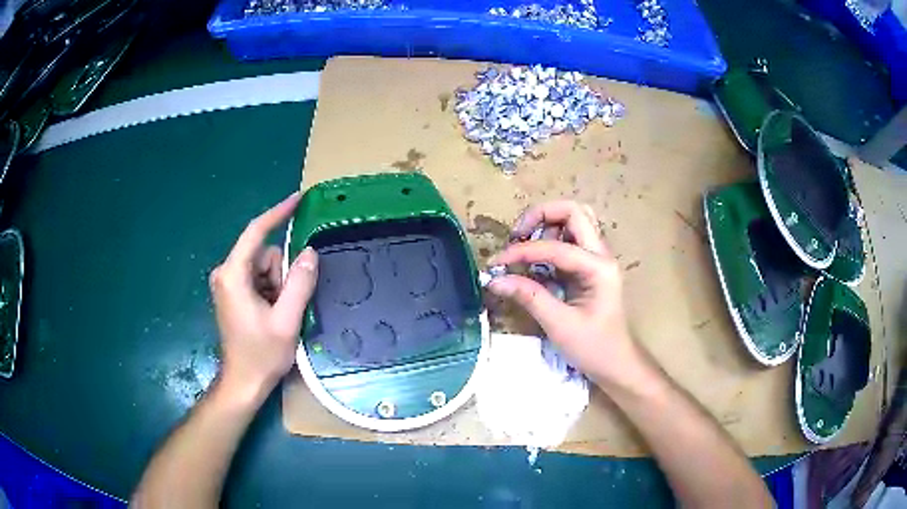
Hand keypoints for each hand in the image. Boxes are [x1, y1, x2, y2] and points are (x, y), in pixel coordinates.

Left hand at [209, 192, 318, 398]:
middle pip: (264, 254)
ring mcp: (227, 283)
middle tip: (286, 306)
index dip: (278, 213)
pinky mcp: (231, 293)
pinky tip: (271, 315)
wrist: (243, 382)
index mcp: (233, 275)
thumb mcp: (286, 320)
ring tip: (278, 315)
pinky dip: (271, 291)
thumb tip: (310, 251)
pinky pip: (259, 279)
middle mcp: (225, 273)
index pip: (256, 232)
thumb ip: (299, 283)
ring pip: (264, 267)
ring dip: (277, 286)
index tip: (298, 198)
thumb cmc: (262, 354)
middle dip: (281, 274)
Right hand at [486, 201, 642, 386]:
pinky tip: (535, 261)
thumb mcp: (559, 325)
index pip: (555, 247)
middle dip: (540, 216)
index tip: (496, 264)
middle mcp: (601, 255)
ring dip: (547, 225)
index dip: (522, 251)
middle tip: (517, 236)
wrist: (616, 363)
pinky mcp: (589, 267)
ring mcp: (597, 259)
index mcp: (598, 268)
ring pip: (574, 221)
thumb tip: (494, 279)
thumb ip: (528, 297)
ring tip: (525, 247)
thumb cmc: (593, 348)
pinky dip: (550, 241)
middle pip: (573, 212)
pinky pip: (570, 240)